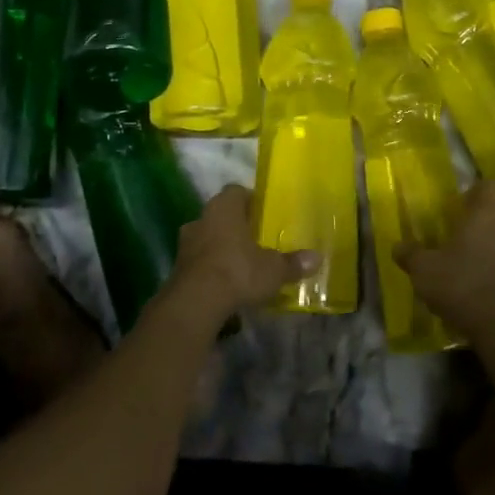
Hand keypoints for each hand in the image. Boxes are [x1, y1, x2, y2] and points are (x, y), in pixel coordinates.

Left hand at [167, 185, 318, 316]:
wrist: (195, 303)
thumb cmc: (238, 271)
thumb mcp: (273, 269)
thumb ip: (292, 263)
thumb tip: (317, 258)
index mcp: (224, 208)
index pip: (236, 191)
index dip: (250, 199)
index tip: (263, 212)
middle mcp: (201, 218)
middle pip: (220, 215)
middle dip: (235, 225)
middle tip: (254, 239)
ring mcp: (185, 244)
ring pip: (207, 237)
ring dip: (220, 247)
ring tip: (240, 263)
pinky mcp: (177, 268)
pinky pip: (198, 261)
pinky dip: (210, 268)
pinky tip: (224, 283)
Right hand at [394, 181, 494, 331]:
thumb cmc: (462, 284)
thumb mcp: (424, 269)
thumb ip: (410, 254)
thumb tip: (398, 245)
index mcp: (485, 214)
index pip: (487, 186)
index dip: (472, 190)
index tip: (454, 201)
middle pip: (494, 212)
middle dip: (474, 218)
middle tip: (450, 228)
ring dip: (481, 243)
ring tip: (457, 256)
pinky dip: (488, 265)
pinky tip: (469, 280)